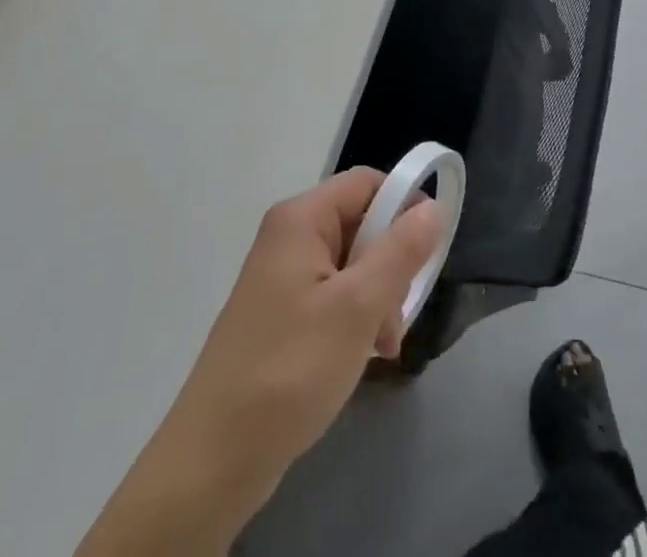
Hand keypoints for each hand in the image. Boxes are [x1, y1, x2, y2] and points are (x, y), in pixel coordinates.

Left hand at [78, 169, 442, 556]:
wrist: (212, 463)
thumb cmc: (289, 370)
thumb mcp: (358, 307)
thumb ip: (401, 251)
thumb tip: (434, 205)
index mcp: (301, 219)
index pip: (367, 184)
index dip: (404, 206)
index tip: (427, 250)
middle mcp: (288, 237)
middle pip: (361, 225)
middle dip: (390, 265)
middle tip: (399, 314)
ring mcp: (281, 278)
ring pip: (351, 265)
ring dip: (376, 299)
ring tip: (383, 346)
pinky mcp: (280, 315)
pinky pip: (332, 296)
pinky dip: (354, 319)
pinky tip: (364, 356)